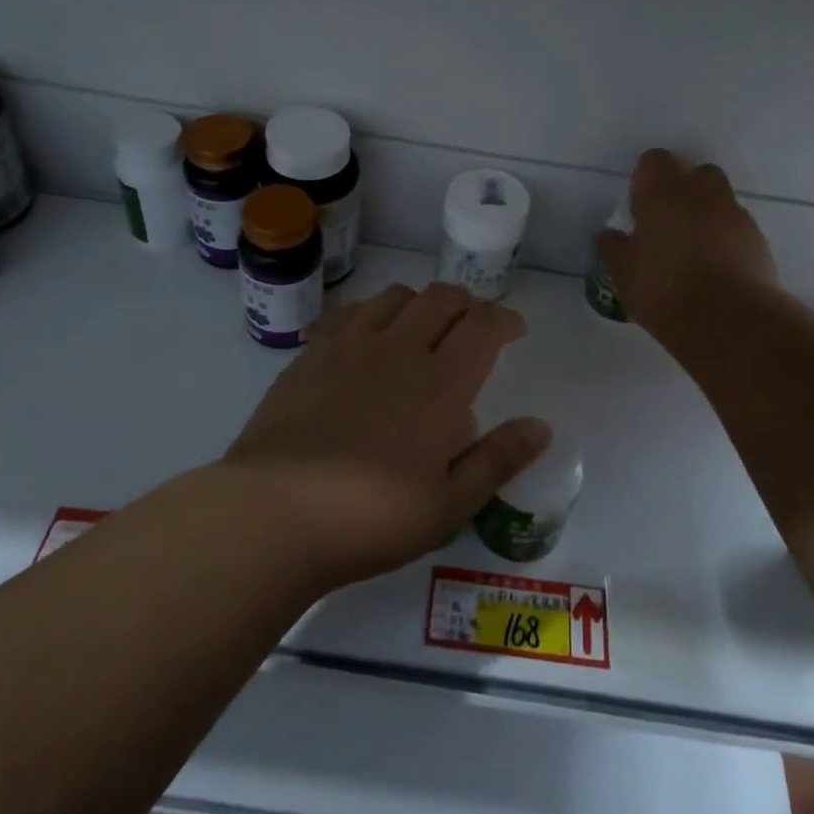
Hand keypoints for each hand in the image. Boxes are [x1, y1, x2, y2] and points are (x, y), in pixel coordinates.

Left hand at [223, 282, 550, 587]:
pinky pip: (350, 312)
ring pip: (395, 296)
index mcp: (440, 384)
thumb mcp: (448, 505)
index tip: (514, 330)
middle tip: (473, 328)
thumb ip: (497, 459)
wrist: (273, 513)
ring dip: (420, 303)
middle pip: (441, 297)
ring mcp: (350, 347)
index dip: (504, 319)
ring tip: (422, 330)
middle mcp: (398, 350)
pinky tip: (368, 340)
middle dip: (467, 303)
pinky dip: (373, 313)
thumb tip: (540, 426)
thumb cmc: (371, 517)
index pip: (483, 325)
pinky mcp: (311, 355)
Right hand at [596, 149, 777, 342]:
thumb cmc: (662, 289)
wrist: (727, 320)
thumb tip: (609, 235)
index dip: (646, 180)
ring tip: (693, 253)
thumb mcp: (622, 273)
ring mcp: (735, 214)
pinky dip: (727, 241)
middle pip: (696, 174)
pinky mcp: (759, 240)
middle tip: (668, 225)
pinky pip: (738, 229)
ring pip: (720, 201)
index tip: (640, 208)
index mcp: (663, 192)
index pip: (654, 160)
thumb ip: (612, 247)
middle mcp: (702, 193)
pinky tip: (716, 270)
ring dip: (707, 217)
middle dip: (684, 192)